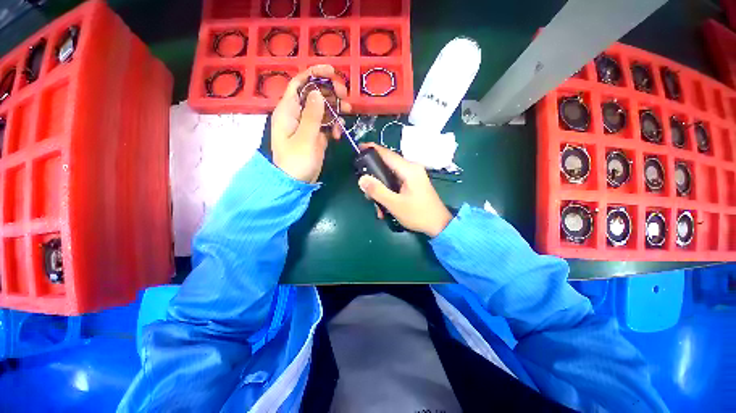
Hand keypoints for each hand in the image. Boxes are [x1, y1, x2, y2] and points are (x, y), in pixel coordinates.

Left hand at [271, 65, 350, 182]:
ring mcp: (306, 126)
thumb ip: (312, 115)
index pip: (299, 83)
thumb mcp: (305, 137)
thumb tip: (318, 93)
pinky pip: (325, 124)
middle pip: (313, 94)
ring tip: (348, 112)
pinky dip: (333, 126)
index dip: (314, 73)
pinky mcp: (314, 136)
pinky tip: (338, 134)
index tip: (332, 71)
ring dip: (335, 109)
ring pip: (322, 109)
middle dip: (330, 92)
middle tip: (345, 96)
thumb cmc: (296, 161)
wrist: (295, 183)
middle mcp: (296, 114)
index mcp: (288, 110)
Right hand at [357, 143, 452, 236]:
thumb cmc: (418, 214)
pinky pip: (395, 183)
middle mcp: (411, 169)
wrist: (439, 225)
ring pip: (390, 177)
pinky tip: (385, 208)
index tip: (359, 148)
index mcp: (409, 170)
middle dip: (375, 179)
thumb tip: (362, 179)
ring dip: (381, 190)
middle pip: (387, 166)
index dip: (372, 149)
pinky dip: (388, 193)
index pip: (387, 154)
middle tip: (366, 192)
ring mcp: (413, 176)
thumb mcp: (395, 204)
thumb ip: (377, 191)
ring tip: (378, 207)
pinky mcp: (413, 184)